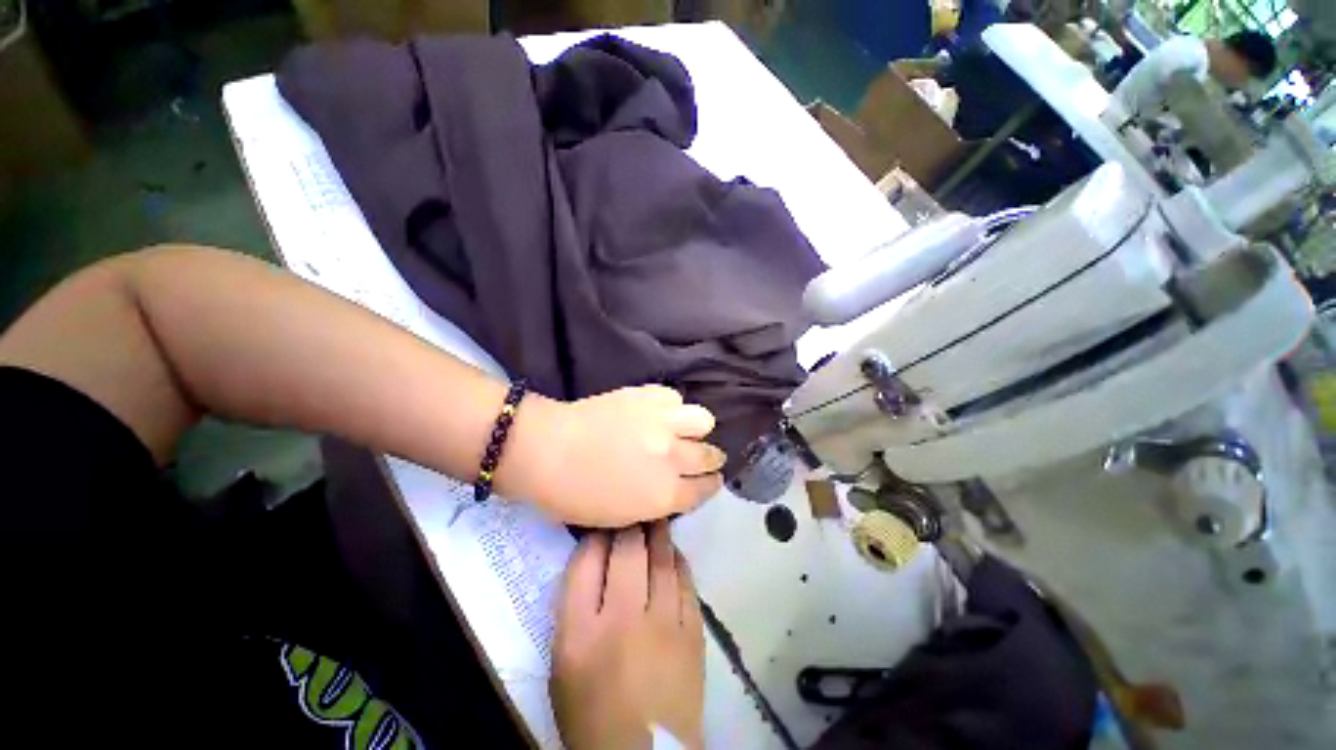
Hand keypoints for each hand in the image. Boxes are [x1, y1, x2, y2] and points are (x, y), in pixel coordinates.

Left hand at [505, 386, 725, 526]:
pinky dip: (671, 407)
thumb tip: (667, 491)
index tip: (701, 483)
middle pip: (711, 456)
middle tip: (692, 460)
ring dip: (695, 429)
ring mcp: (663, 423)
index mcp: (666, 496)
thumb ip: (653, 505)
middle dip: (707, 460)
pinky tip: (656, 413)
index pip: (707, 489)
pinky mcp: (647, 396)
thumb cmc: (570, 496)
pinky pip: (675, 398)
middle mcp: (674, 459)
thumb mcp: (618, 517)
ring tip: (680, 431)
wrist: (543, 451)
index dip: (706, 486)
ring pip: (703, 421)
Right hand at [551, 524, 705, 749]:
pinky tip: (674, 556)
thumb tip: (590, 579)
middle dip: (628, 525)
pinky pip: (687, 588)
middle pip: (627, 555)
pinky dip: (679, 566)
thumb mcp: (562, 664)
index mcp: (580, 629)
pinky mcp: (694, 635)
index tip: (597, 520)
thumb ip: (572, 617)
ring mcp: (665, 625)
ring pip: (663, 565)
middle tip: (630, 506)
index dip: (592, 536)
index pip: (585, 564)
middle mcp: (623, 618)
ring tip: (655, 519)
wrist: (643, 748)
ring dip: (658, 538)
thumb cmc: (589, 713)